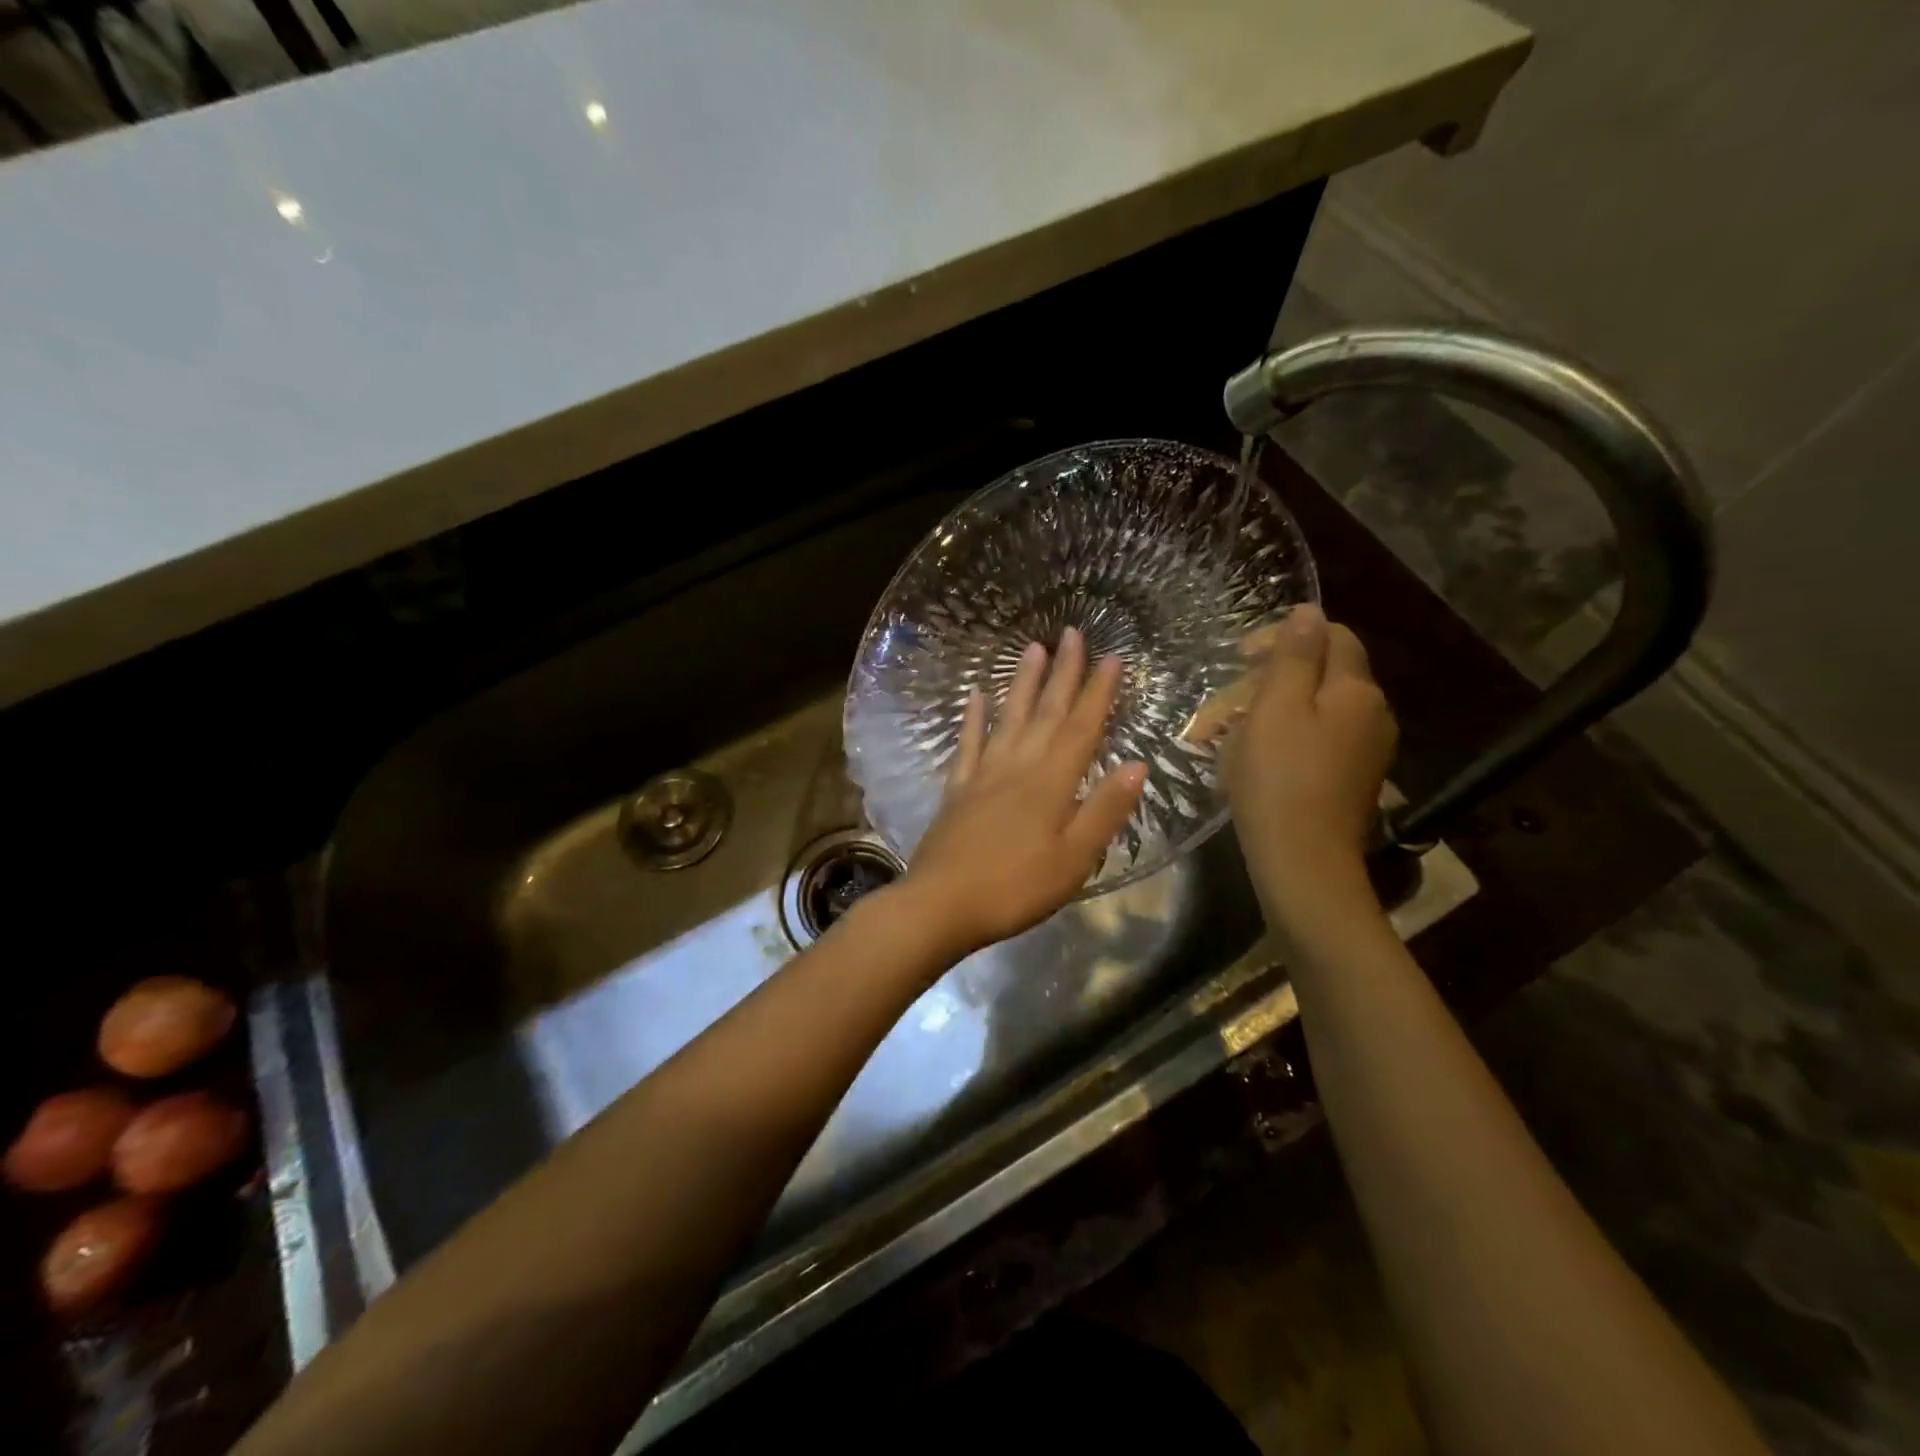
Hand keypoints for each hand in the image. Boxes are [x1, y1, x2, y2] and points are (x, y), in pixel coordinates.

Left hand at [901, 627, 1147, 957]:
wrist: (941, 904)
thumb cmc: (1015, 888)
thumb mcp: (1074, 860)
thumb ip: (1104, 811)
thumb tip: (1137, 765)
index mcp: (1051, 783)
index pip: (1081, 728)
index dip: (1098, 692)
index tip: (1112, 657)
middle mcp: (1018, 767)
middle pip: (1046, 712)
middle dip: (1063, 672)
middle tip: (1072, 633)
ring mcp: (983, 774)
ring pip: (1008, 718)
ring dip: (1022, 682)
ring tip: (1032, 648)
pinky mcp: (957, 789)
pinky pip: (968, 743)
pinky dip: (973, 717)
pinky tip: (975, 695)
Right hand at [1222, 605, 1396, 914]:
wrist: (1304, 864)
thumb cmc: (1280, 779)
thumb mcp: (1276, 708)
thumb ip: (1293, 656)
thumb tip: (1309, 611)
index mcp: (1356, 691)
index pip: (1333, 636)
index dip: (1286, 637)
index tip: (1242, 659)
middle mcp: (1373, 714)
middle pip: (1324, 674)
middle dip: (1272, 679)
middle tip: (1226, 704)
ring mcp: (1367, 751)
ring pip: (1317, 710)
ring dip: (1273, 712)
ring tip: (1229, 735)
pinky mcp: (1353, 780)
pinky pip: (1319, 741)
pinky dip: (1286, 740)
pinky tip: (1255, 762)